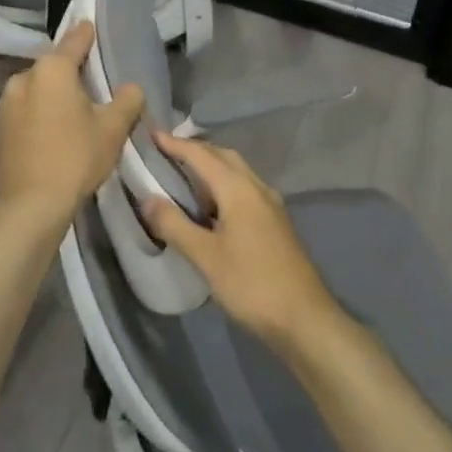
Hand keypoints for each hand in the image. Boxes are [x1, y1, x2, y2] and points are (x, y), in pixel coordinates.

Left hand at [0, 21, 143, 231]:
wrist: (31, 205)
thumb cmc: (76, 157)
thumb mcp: (113, 128)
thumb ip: (128, 99)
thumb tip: (131, 88)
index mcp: (52, 69)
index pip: (75, 40)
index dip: (88, 34)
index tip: (93, 27)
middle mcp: (23, 77)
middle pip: (54, 67)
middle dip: (71, 73)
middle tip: (92, 86)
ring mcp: (5, 103)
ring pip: (37, 89)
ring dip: (53, 95)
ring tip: (72, 113)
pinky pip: (25, 110)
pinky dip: (39, 114)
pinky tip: (52, 132)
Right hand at [143, 134, 342, 349]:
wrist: (304, 317)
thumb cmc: (251, 284)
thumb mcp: (206, 257)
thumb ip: (175, 225)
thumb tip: (147, 198)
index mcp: (239, 189)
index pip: (202, 155)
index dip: (176, 144)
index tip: (151, 134)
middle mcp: (257, 187)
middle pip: (223, 157)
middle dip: (195, 151)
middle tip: (165, 154)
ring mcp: (270, 204)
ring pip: (236, 173)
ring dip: (210, 168)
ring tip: (181, 179)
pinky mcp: (275, 222)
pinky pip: (244, 190)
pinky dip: (222, 187)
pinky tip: (209, 208)